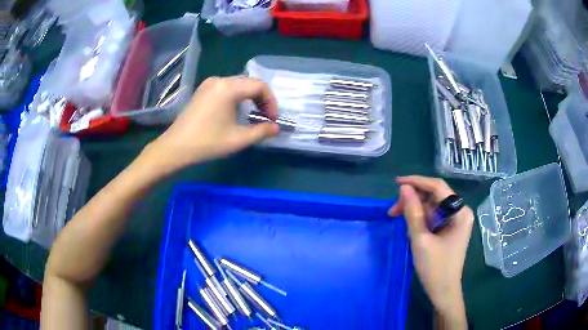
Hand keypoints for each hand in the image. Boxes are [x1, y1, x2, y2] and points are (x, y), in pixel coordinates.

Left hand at [144, 76, 279, 173]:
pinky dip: (237, 97)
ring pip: (238, 84)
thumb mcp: (238, 139)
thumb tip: (276, 128)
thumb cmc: (207, 143)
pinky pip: (226, 88)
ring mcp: (209, 84)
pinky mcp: (203, 90)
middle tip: (266, 117)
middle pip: (249, 83)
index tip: (273, 120)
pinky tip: (236, 111)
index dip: (271, 102)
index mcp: (229, 88)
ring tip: (254, 115)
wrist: (175, 147)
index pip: (260, 86)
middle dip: (262, 99)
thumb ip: (261, 131)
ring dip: (250, 98)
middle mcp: (220, 80)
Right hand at [388, 176, 472, 326]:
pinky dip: (420, 218)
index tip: (396, 182)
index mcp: (460, 212)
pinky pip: (434, 216)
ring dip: (415, 209)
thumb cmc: (435, 268)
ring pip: (432, 206)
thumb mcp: (421, 239)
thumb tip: (404, 188)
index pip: (438, 187)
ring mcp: (456, 220)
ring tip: (396, 216)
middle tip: (392, 210)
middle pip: (435, 196)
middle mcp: (461, 212)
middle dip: (413, 200)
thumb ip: (412, 212)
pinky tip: (409, 223)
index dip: (417, 182)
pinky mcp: (450, 228)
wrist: (443, 291)